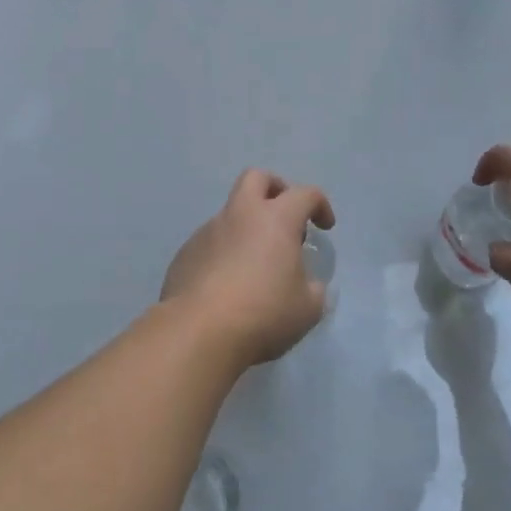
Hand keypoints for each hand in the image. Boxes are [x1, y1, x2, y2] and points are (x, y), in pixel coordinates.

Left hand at [162, 169, 335, 365]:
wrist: (198, 332)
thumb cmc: (263, 313)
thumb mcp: (308, 308)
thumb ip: (313, 289)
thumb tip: (308, 284)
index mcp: (276, 219)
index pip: (305, 194)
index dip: (320, 205)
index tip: (325, 228)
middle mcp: (239, 215)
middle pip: (256, 179)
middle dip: (275, 189)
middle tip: (285, 218)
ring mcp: (207, 232)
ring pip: (230, 213)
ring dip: (247, 227)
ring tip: (256, 265)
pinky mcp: (185, 254)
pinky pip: (210, 242)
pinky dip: (225, 252)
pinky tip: (228, 284)